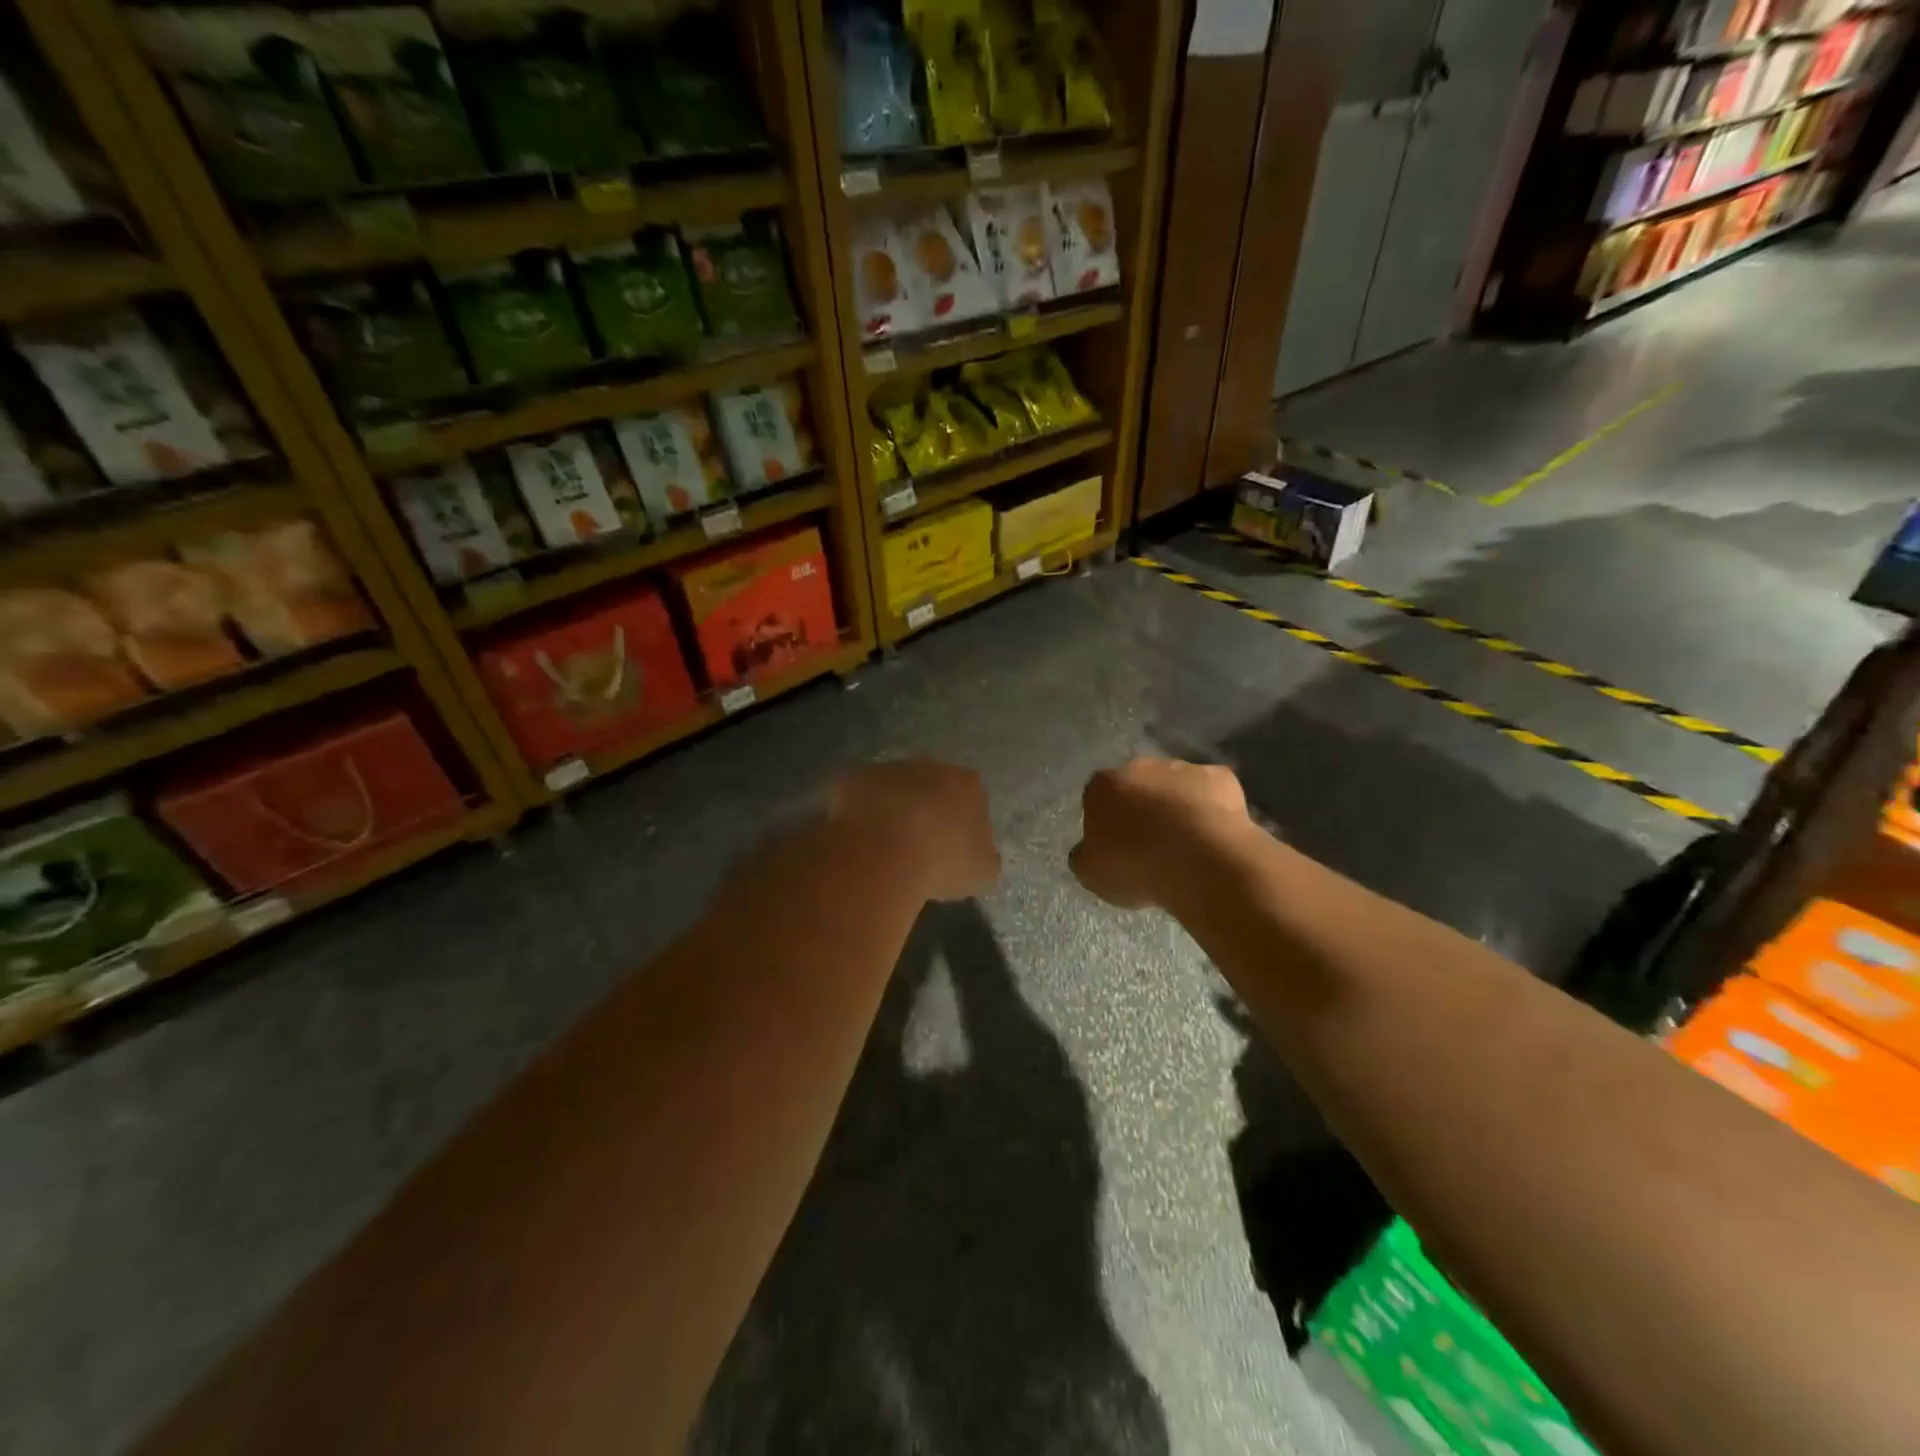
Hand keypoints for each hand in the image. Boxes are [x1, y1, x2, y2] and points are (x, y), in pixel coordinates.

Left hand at [828, 759, 1000, 901]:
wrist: (883, 853)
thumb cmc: (942, 862)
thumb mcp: (982, 873)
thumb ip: (985, 858)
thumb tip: (979, 855)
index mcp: (968, 785)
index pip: (971, 798)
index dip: (962, 822)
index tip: (952, 847)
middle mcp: (931, 766)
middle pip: (932, 785)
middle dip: (927, 807)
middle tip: (918, 843)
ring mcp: (889, 768)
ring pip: (894, 786)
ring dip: (892, 807)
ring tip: (884, 844)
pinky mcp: (854, 778)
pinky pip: (859, 795)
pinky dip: (860, 812)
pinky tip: (858, 839)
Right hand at [1071, 758, 1252, 908]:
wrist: (1200, 861)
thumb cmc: (1136, 866)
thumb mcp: (1092, 874)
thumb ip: (1086, 855)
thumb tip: (1088, 849)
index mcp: (1103, 785)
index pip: (1097, 797)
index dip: (1106, 822)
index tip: (1116, 847)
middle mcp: (1140, 766)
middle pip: (1137, 786)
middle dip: (1142, 808)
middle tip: (1151, 845)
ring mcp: (1182, 768)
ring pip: (1175, 786)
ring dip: (1176, 807)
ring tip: (1187, 845)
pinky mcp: (1220, 777)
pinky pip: (1210, 792)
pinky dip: (1211, 809)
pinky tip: (1215, 836)